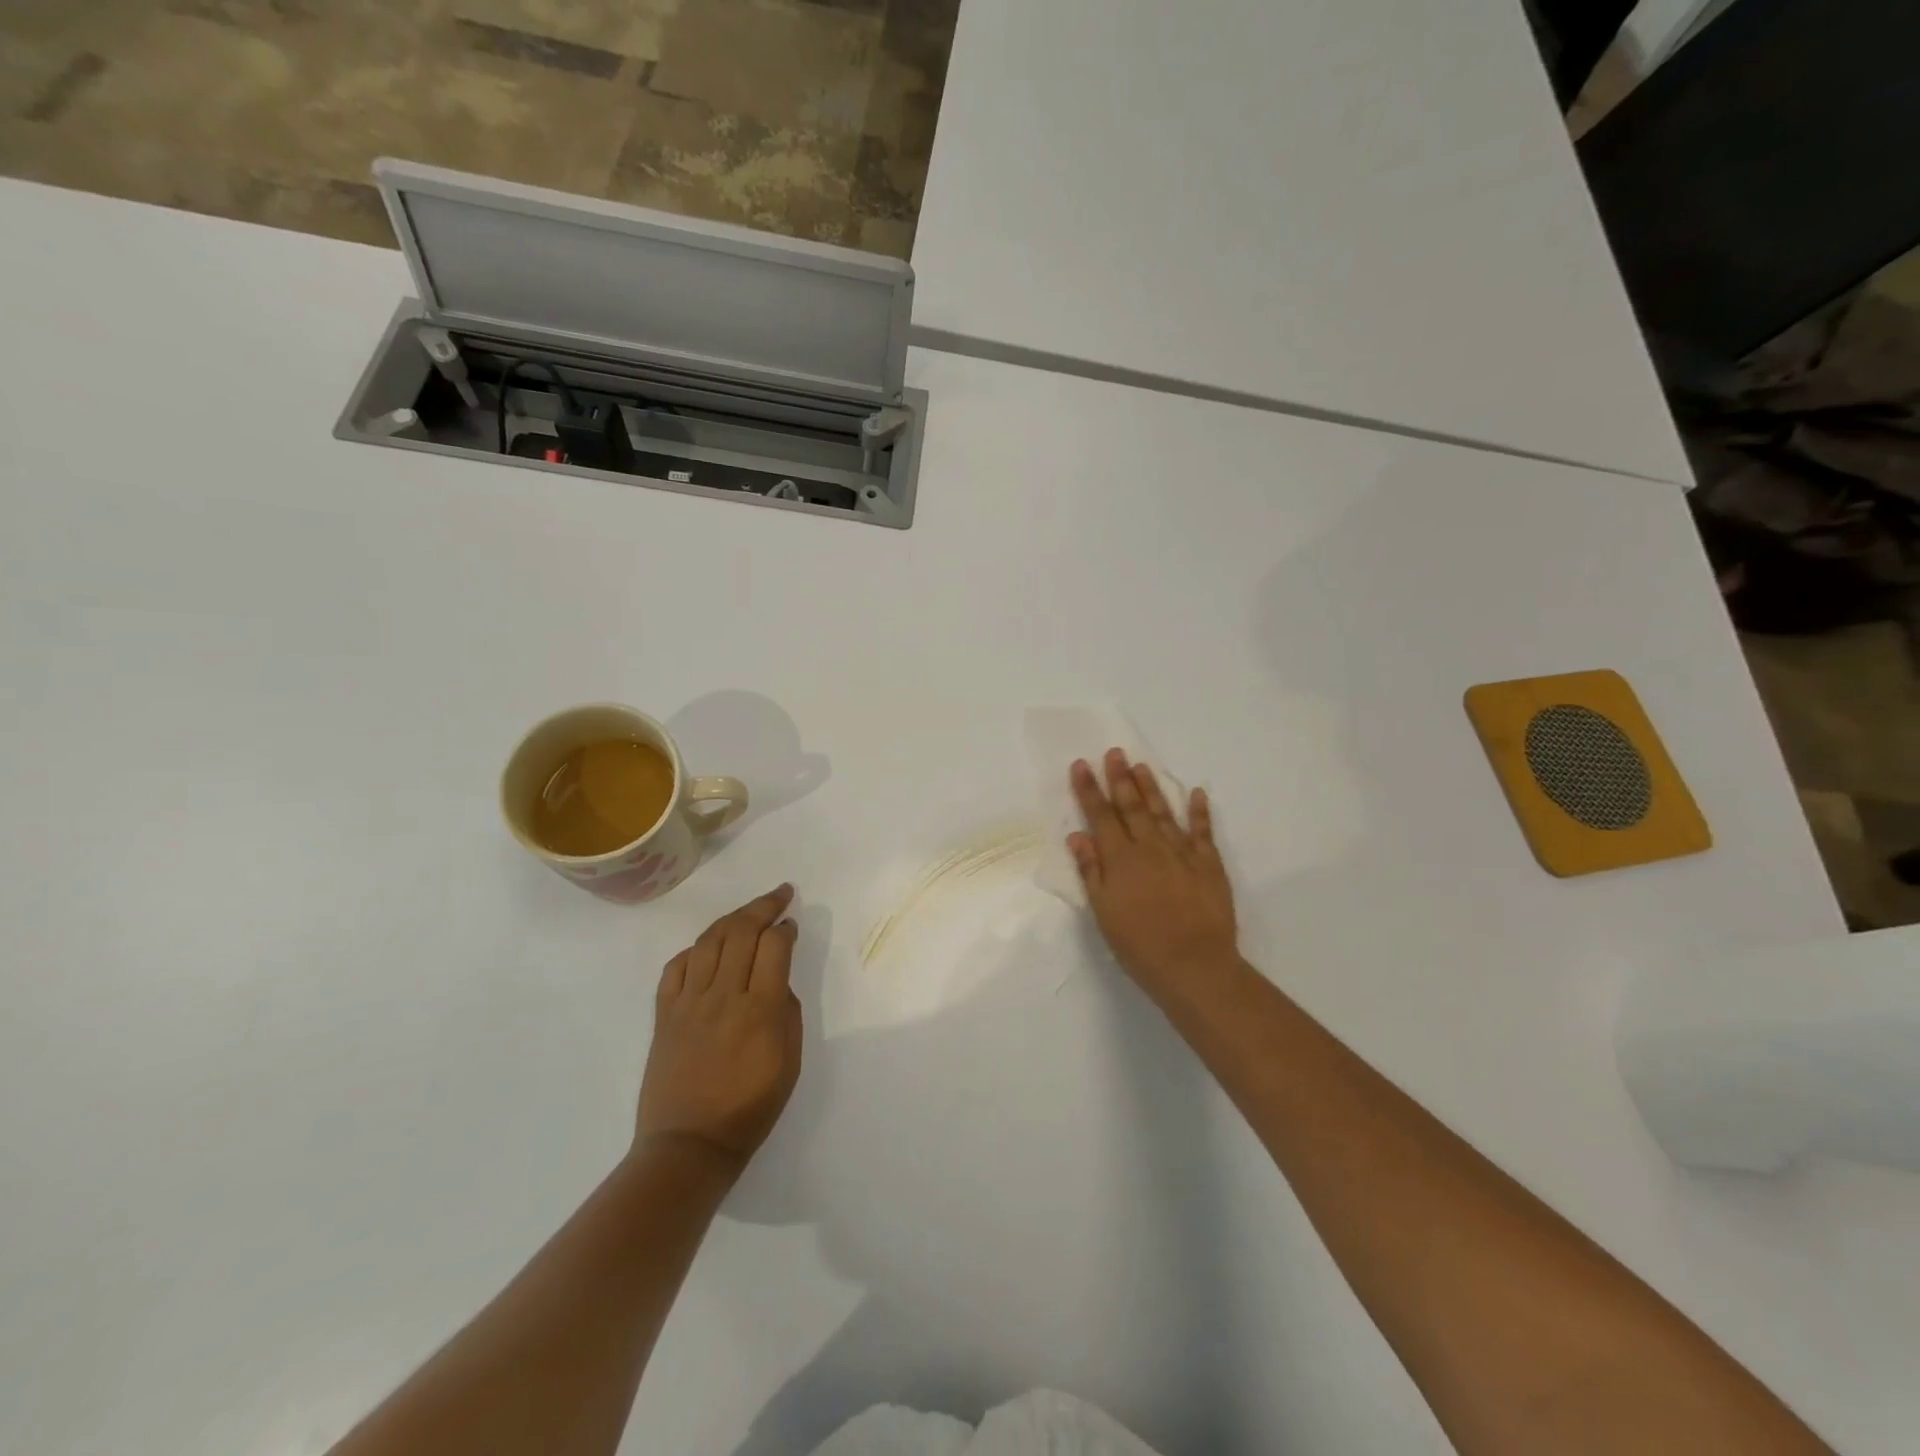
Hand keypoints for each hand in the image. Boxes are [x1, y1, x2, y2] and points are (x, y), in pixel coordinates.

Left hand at [636, 885, 802, 1177]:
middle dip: (763, 906)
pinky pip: (676, 967)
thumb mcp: (789, 1063)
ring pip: (709, 941)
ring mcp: (689, 1002)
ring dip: (732, 919)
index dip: (785, 928)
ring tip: (747, 913)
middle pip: (741, 932)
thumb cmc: (750, 1110)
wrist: (689, 1146)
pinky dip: (694, 949)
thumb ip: (787, 1013)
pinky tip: (707, 948)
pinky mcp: (664, 1014)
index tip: (792, 923)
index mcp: (760, 1010)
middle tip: (779, 895)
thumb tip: (775, 981)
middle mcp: (723, 996)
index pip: (774, 947)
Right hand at [1069, 750, 1238, 993]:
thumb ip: (1091, 871)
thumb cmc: (1139, 944)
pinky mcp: (1209, 864)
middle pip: (1132, 806)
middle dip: (1120, 778)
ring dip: (1151, 787)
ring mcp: (1182, 853)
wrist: (1194, 965)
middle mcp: (1150, 847)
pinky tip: (1197, 793)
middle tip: (1114, 752)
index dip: (1089, 790)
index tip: (1081, 765)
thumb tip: (1078, 835)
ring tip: (1142, 765)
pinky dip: (1200, 811)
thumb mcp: (1103, 911)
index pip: (1100, 816)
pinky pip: (1203, 831)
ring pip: (1163, 811)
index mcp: (1120, 859)